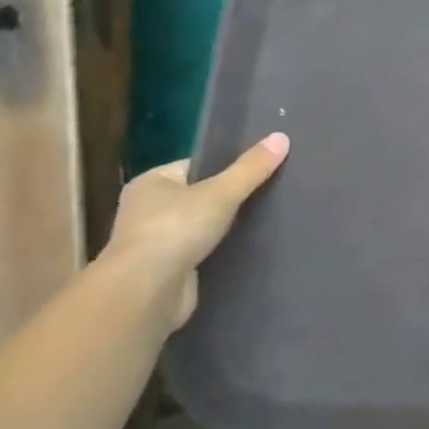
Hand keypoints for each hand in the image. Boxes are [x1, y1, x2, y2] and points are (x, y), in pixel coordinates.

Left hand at [100, 133, 290, 329]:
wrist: (147, 291)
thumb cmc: (176, 229)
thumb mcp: (222, 192)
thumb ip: (251, 168)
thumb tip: (282, 137)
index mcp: (151, 183)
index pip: (196, 165)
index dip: (227, 165)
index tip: (261, 169)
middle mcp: (147, 210)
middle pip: (200, 195)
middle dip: (230, 197)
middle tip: (270, 192)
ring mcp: (155, 242)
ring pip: (202, 225)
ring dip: (226, 226)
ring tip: (267, 218)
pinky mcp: (168, 270)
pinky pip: (202, 251)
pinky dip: (221, 250)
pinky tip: (249, 247)